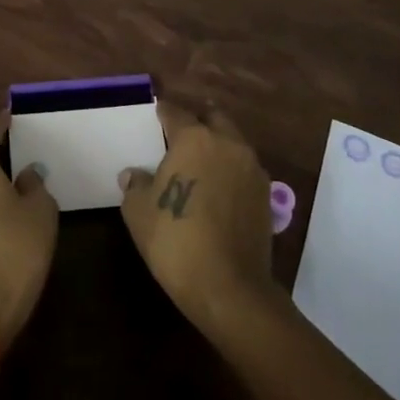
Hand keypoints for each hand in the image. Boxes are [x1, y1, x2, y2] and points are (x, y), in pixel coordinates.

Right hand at [120, 102, 277, 330]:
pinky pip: (244, 169)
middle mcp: (227, 144)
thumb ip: (135, 185)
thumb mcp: (139, 212)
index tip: (155, 113)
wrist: (229, 287)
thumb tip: (133, 174)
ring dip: (217, 145)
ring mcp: (251, 168)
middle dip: (197, 120)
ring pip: (232, 142)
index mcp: (194, 139)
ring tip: (199, 162)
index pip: (175, 112)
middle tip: (180, 133)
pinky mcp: (265, 194)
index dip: (163, 111)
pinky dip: (230, 170)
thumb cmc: (176, 241)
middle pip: (212, 118)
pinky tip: (217, 188)